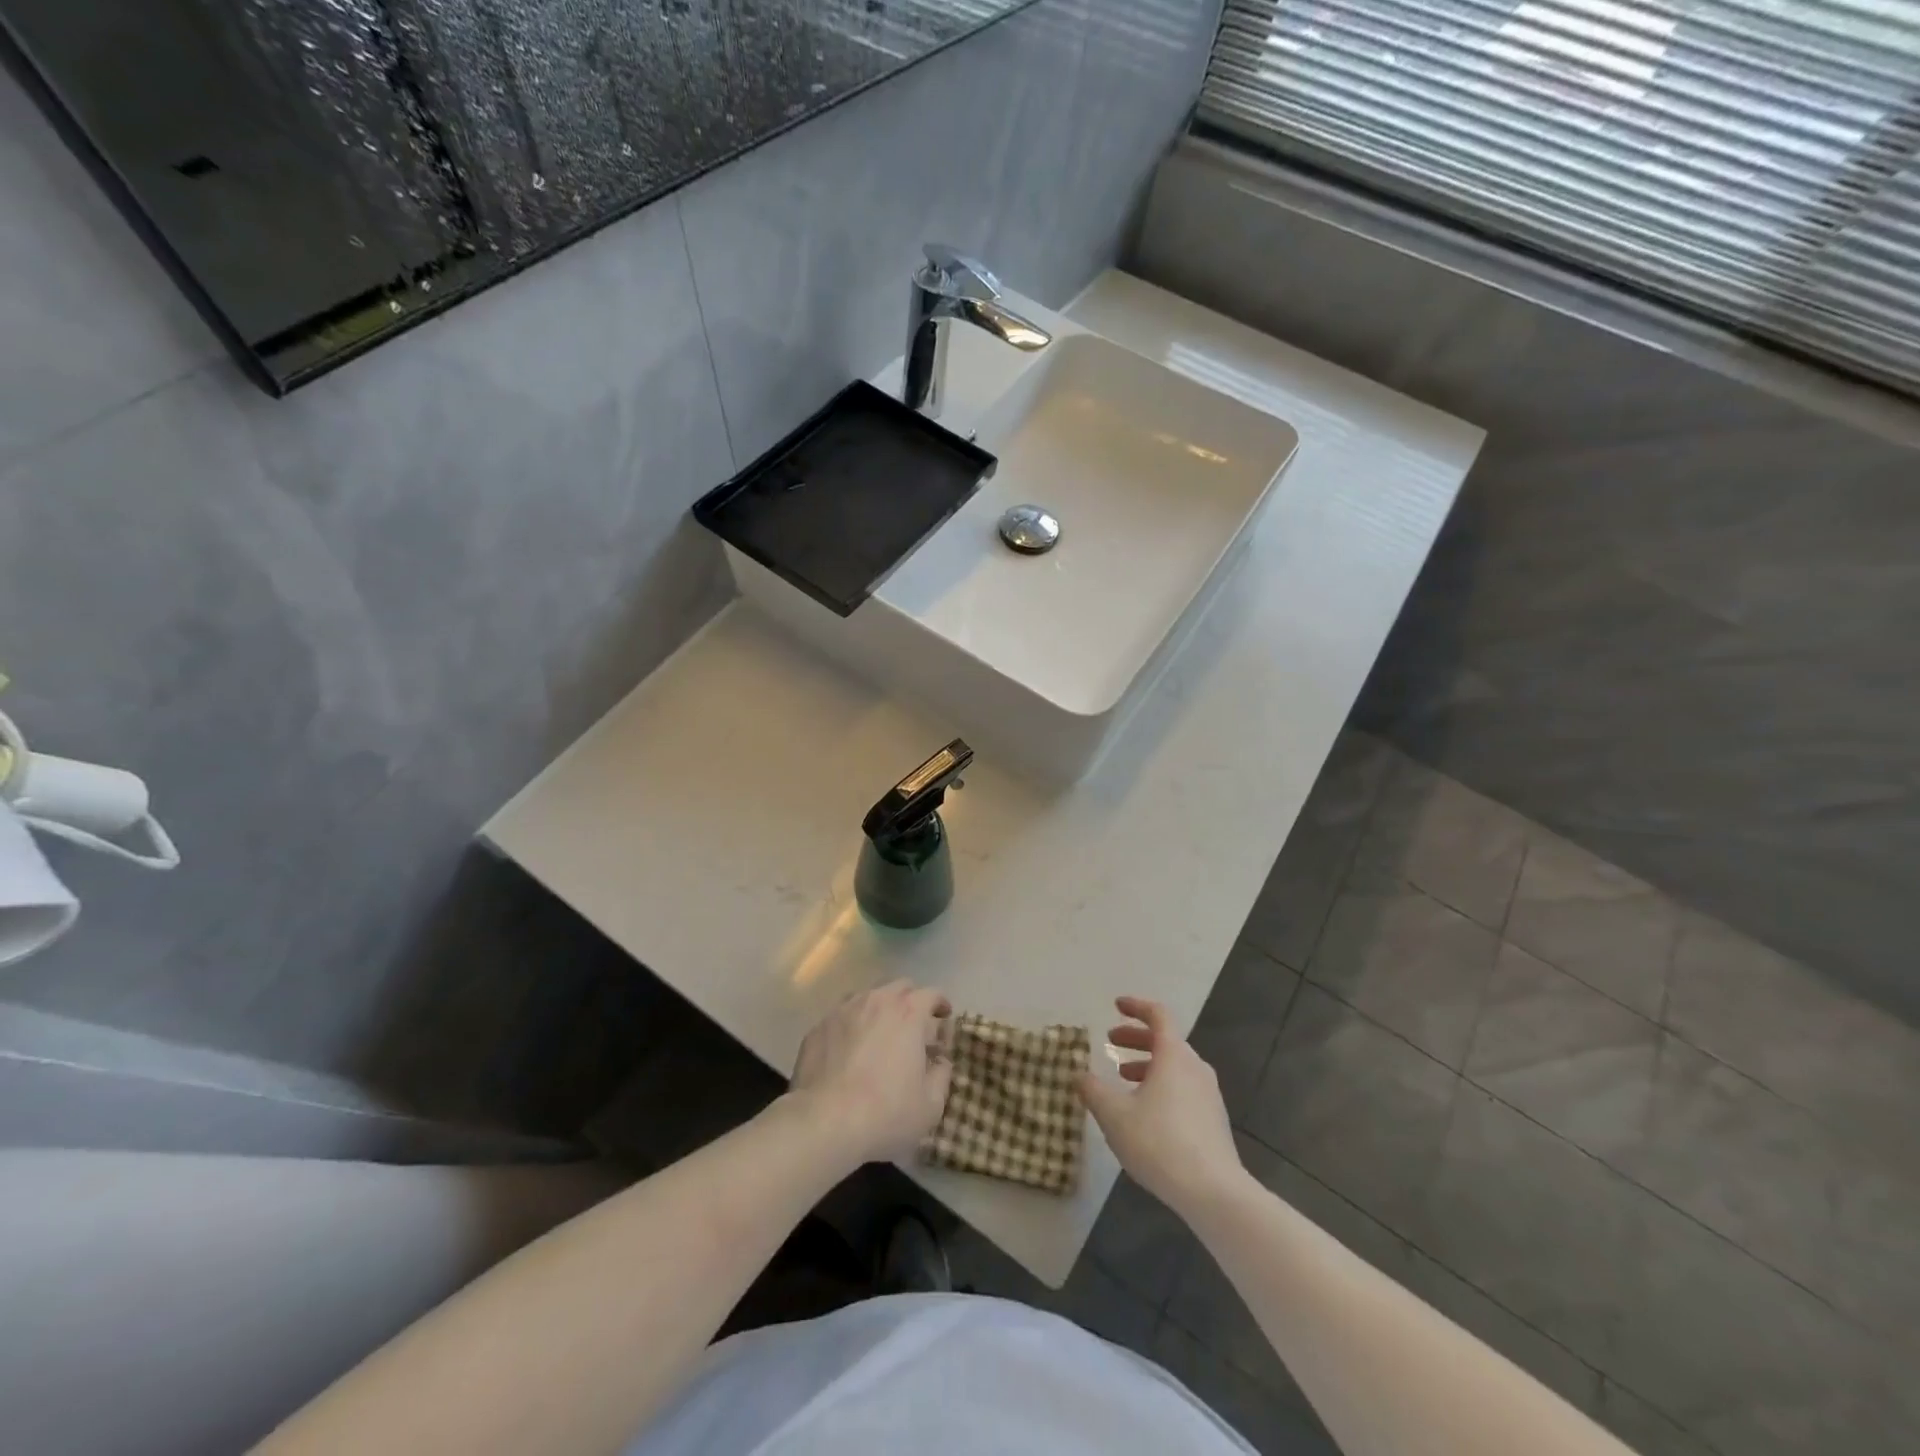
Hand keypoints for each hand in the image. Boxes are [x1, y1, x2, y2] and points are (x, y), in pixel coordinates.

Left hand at [789, 979, 952, 1166]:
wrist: (823, 1122)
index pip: (931, 994)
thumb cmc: (885, 1113)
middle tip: (914, 1025)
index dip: (940, 1004)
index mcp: (908, 1013)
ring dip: (880, 1008)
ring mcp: (843, 1010)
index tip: (944, 1017)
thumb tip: (940, 1062)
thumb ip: (941, 1076)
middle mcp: (876, 1001)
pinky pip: (842, 1015)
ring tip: (880, 1033)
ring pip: (868, 996)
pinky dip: (852, 1024)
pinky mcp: (818, 1026)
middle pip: (899, 987)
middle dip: (911, 1000)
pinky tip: (849, 1048)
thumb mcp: (930, 1105)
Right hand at [1079, 996, 1245, 1217]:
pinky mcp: (1214, 1120)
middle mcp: (1195, 1067)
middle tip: (1111, 1041)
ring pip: (1175, 1066)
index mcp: (1174, 1055)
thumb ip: (1093, 1091)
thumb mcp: (1114, 1115)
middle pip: (1166, 1040)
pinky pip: (1184, 1088)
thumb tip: (1079, 1075)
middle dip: (1136, 1037)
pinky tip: (1145, 1111)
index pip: (1158, 1015)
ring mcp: (1208, 1094)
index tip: (1116, 1006)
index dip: (1136, 1006)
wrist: (1213, 1192)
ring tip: (1123, 1078)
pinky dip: (1162, 1085)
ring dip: (1148, 1064)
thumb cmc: (1159, 1142)